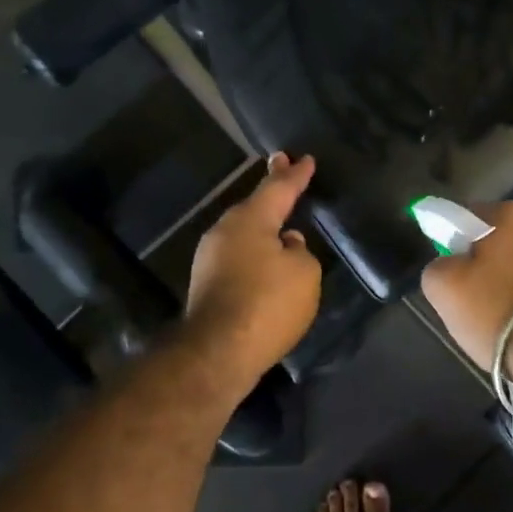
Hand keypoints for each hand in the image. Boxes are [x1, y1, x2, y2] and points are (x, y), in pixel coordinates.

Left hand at [183, 153, 322, 385]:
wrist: (218, 352)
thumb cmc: (267, 304)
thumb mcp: (304, 274)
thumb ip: (300, 253)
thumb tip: (286, 245)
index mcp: (250, 219)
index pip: (278, 188)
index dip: (295, 174)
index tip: (305, 158)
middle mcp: (225, 231)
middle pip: (255, 206)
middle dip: (273, 191)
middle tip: (285, 168)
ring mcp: (210, 258)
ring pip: (244, 232)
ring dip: (263, 224)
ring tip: (282, 219)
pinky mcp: (207, 284)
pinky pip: (238, 256)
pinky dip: (254, 251)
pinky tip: (267, 260)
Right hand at [420, 201, 512, 377]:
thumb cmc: (501, 309)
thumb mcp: (445, 289)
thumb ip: (438, 266)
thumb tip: (448, 265)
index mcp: (511, 213)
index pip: (471, 217)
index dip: (457, 243)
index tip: (454, 272)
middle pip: (508, 239)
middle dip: (495, 262)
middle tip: (480, 297)